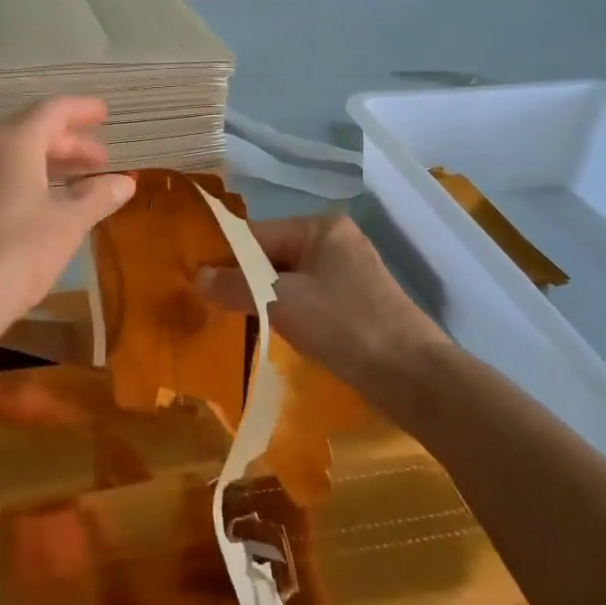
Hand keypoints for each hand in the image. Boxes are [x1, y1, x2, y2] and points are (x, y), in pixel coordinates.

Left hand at [0, 98, 135, 339]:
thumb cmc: (19, 251)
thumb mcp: (69, 222)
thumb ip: (98, 196)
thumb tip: (125, 182)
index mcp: (13, 142)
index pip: (52, 111)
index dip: (81, 110)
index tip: (104, 114)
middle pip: (32, 131)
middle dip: (70, 142)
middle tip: (102, 159)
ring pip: (15, 154)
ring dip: (51, 161)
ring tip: (83, 180)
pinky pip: (0, 173)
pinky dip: (29, 177)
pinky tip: (48, 201)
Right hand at [197, 213, 438, 386]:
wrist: (412, 376)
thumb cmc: (345, 325)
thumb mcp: (282, 302)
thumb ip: (236, 286)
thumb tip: (196, 276)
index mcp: (321, 228)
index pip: (257, 234)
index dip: (224, 257)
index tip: (193, 282)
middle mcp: (334, 242)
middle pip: (271, 256)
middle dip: (242, 280)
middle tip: (208, 305)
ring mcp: (346, 274)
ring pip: (286, 280)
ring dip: (261, 300)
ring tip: (230, 321)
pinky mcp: (353, 304)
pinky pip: (305, 299)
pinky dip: (284, 313)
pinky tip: (268, 333)